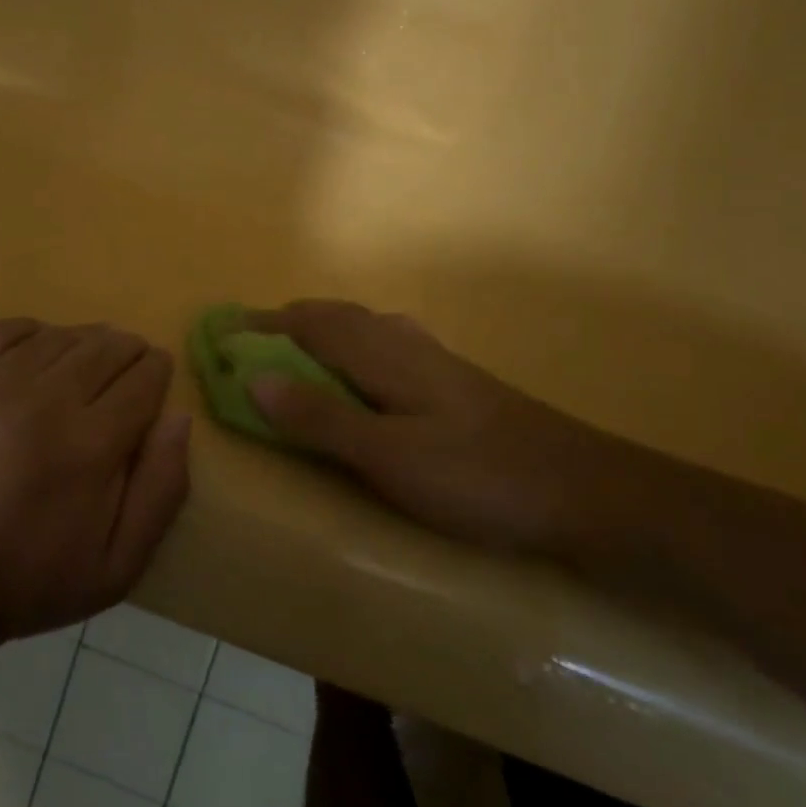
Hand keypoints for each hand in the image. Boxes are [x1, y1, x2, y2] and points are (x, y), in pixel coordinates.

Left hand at [0, 318, 190, 644]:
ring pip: (59, 336)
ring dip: (84, 341)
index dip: (157, 372)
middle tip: (128, 364)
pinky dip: (32, 332)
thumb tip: (178, 417)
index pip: (143, 379)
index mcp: (88, 448)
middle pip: (105, 348)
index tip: (157, 374)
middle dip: (127, 351)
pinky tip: (37, 351)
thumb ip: (161, 491)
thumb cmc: (24, 581)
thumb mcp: (115, 568)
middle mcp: (42, 401)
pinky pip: (4, 329)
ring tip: (87, 361)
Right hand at [244, 300, 627, 553]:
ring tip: (295, 352)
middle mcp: (404, 343)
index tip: (222, 332)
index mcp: (383, 354)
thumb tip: (252, 379)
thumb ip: (321, 417)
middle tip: (251, 342)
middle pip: (334, 316)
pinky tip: (365, 370)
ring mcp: (433, 360)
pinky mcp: (454, 381)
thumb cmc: (478, 475)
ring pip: (363, 326)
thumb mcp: (389, 456)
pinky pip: (386, 344)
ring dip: (320, 330)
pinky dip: (353, 344)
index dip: (262, 326)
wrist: (583, 489)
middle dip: (287, 322)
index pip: (308, 324)